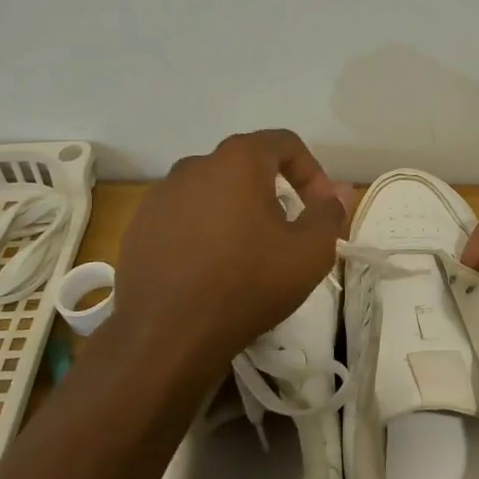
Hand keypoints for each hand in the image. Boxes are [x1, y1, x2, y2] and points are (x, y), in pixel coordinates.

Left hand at [109, 131, 348, 378]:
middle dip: (274, 192)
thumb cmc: (247, 284)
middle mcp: (194, 165)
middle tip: (288, 232)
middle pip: (246, 165)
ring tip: (248, 253)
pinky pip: (183, 216)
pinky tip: (210, 268)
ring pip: (213, 191)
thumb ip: (329, 214)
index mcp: (238, 161)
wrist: (165, 336)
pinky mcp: (139, 226)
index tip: (320, 209)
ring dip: (237, 211)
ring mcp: (160, 196)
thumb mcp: (309, 253)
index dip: (312, 172)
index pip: (285, 143)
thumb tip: (339, 192)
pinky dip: (204, 231)